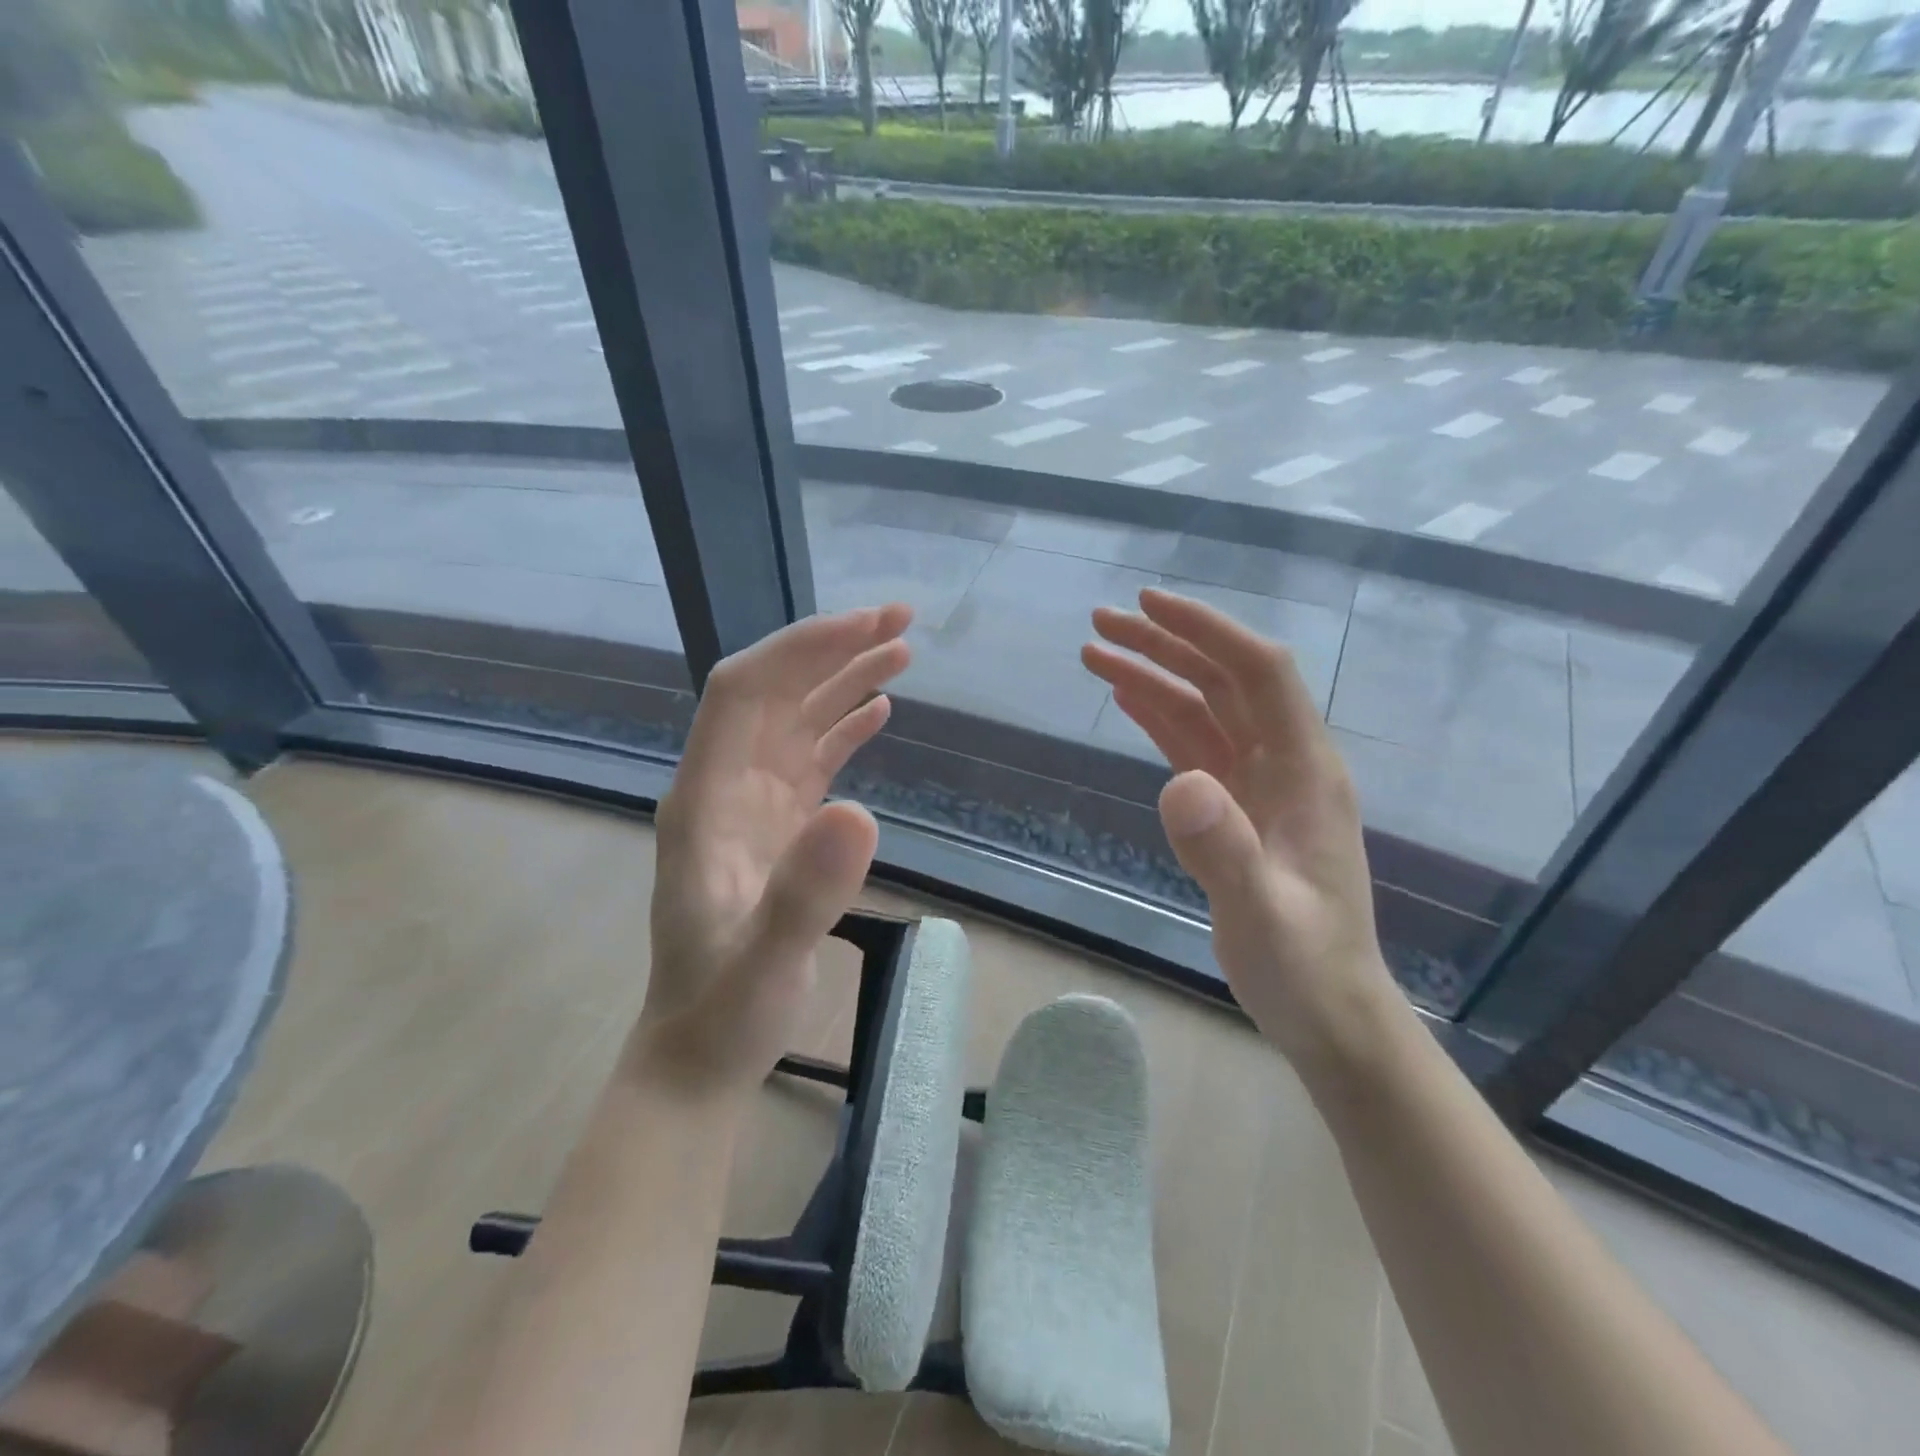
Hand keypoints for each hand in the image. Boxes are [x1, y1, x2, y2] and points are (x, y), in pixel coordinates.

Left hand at [639, 604, 913, 1096]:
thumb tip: (862, 812)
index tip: (866, 627)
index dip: (801, 650)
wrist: (701, 1054)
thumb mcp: (765, 962)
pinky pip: (810, 758)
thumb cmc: (723, 1012)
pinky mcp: (777, 827)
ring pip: (796, 719)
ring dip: (844, 680)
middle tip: (901, 622)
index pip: (744, 693)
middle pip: (774, 693)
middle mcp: (723, 787)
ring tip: (902, 651)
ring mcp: (750, 805)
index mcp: (704, 800)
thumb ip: (805, 892)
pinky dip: (843, 727)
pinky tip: (878, 711)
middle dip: (832, 649)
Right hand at [1083, 589, 1395, 1068]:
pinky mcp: (1236, 808)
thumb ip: (1225, 850)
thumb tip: (1178, 783)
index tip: (1148, 604)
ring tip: (1095, 652)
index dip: (1208, 631)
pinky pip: (1194, 746)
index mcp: (1305, 771)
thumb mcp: (1262, 916)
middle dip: (1165, 644)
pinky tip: (1128, 698)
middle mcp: (1285, 764)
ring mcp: (1259, 786)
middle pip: (1223, 681)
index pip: (1259, 673)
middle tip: (1100, 622)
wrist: (1327, 1014)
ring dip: (1154, 676)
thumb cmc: (1304, 968)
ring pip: (1203, 710)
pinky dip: (1159, 717)